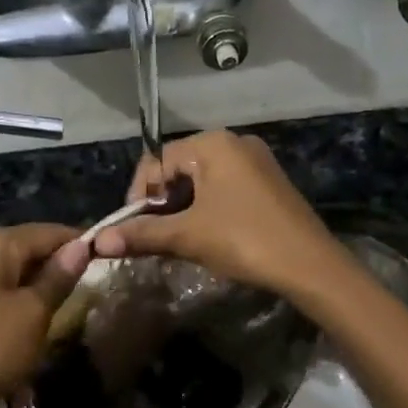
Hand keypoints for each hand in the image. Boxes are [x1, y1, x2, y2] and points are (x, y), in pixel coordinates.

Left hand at [0, 224, 90, 407]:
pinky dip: (26, 300)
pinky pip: (6, 291)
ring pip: (20, 271)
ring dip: (46, 284)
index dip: (81, 243)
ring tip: (76, 301)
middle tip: (98, 283)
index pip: (50, 231)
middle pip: (32, 248)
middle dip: (63, 263)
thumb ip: (59, 276)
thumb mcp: (34, 312)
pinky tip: (43, 318)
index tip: (111, 259)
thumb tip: (82, 246)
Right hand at [93, 132, 344, 296]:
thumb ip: (141, 234)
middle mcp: (234, 142)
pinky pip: (224, 188)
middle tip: (154, 238)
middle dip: (160, 204)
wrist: (310, 265)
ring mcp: (255, 161)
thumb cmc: (244, 240)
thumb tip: (97, 242)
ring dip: (182, 209)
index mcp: (212, 143)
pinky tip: (207, 236)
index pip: (156, 162)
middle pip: (178, 169)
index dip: (138, 196)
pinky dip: (206, 209)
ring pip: (201, 181)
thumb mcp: (188, 236)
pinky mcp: (268, 182)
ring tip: (177, 241)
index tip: (132, 230)